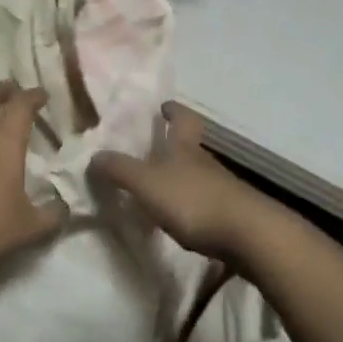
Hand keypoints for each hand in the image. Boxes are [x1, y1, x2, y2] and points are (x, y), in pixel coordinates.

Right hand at [89, 103, 271, 263]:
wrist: (248, 235)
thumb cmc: (193, 200)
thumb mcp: (147, 184)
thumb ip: (120, 170)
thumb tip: (94, 156)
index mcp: (185, 147)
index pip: (182, 118)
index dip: (173, 111)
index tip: (164, 106)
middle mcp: (205, 161)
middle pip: (191, 146)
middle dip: (175, 144)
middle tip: (155, 147)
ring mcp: (222, 187)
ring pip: (199, 173)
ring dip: (182, 175)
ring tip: (161, 185)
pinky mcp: (232, 213)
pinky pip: (206, 200)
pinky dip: (192, 202)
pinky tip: (181, 216)